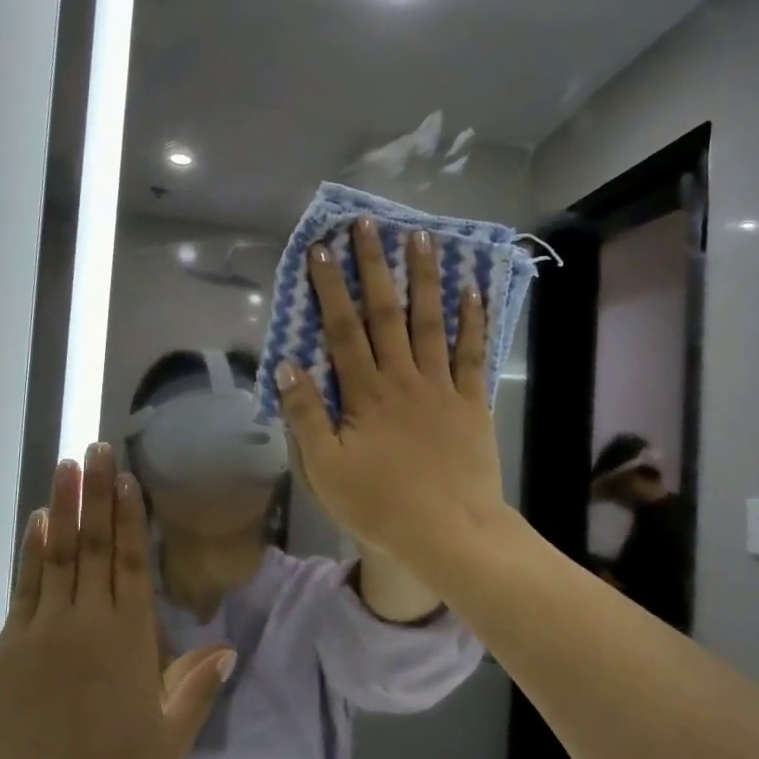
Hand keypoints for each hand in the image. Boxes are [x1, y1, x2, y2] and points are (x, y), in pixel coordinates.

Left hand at [0, 446, 233, 758]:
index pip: (132, 562)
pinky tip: (39, 522)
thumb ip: (197, 688)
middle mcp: (87, 619)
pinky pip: (27, 584)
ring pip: (59, 553)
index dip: (130, 516)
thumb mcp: (166, 740)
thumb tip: (226, 648)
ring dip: (65, 507)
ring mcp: (44, 627)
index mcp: (128, 638)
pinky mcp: (10, 642)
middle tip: (96, 449)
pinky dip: (33, 549)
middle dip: (96, 493)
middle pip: (95, 544)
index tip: (126, 476)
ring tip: (67, 466)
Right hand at [276, 220, 507, 568]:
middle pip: (386, 314)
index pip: (342, 330)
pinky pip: (472, 354)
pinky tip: (472, 290)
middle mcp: (403, 378)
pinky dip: (473, 321)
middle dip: (374, 267)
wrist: (450, 533)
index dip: (329, 288)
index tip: (321, 250)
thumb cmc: (381, 506)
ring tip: (421, 238)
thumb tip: (286, 366)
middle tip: (368, 224)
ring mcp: (442, 387)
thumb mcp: (326, 469)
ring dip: (424, 279)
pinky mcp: (472, 403)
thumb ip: (306, 416)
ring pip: (431, 323)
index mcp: (365, 394)